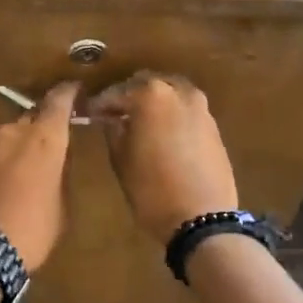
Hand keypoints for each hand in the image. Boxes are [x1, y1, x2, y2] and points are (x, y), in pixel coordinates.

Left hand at [0, 81, 81, 271]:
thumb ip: (60, 176)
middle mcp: (14, 133)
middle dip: (42, 127)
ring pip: (10, 138)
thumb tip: (56, 164)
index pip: (59, 101)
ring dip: (19, 148)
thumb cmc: (32, 229)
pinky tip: (4, 185)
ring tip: (26, 171)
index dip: (68, 93)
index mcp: (44, 139)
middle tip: (52, 143)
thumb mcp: (61, 206)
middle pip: (32, 118)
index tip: (75, 89)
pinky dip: (1, 165)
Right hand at [86, 73, 237, 243]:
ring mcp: (200, 107)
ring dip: (153, 103)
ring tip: (138, 124)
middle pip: (146, 84)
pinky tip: (161, 134)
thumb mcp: (121, 160)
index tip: (88, 114)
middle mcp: (179, 92)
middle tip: (113, 115)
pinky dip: (171, 115)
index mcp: (151, 94)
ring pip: (170, 94)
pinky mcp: (213, 126)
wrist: (202, 218)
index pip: (116, 92)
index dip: (99, 104)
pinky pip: (185, 110)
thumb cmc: (152, 189)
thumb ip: (113, 131)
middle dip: (128, 97)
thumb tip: (111, 118)